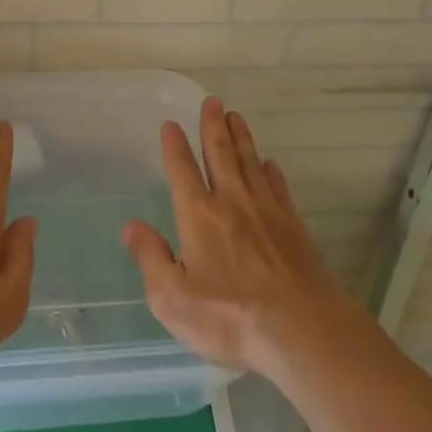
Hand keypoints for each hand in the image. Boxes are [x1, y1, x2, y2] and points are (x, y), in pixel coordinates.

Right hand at [123, 97, 355, 376]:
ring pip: (250, 162)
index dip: (175, 146)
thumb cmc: (229, 318)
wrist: (301, 330)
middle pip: (220, 154)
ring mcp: (267, 211)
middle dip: (213, 126)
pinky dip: (271, 171)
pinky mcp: (293, 226)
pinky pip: (278, 187)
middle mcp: (232, 202)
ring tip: (236, 116)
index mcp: (198, 216)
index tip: (171, 123)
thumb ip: (150, 258)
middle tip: (213, 101)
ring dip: (241, 138)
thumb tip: (131, 226)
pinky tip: (270, 164)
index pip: (182, 170)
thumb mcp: (172, 298)